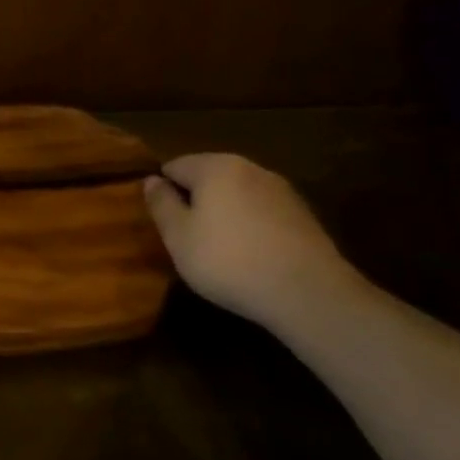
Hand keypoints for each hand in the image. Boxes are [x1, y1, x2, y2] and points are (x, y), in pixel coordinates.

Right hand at [143, 154, 367, 330]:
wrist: (309, 293)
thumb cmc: (229, 261)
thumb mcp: (178, 236)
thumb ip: (161, 204)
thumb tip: (151, 180)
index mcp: (215, 166)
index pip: (174, 166)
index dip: (163, 191)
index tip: (163, 222)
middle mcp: (249, 168)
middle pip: (208, 177)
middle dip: (195, 200)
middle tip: (187, 237)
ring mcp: (281, 190)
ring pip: (237, 194)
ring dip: (224, 213)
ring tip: (219, 249)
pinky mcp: (303, 215)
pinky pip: (262, 212)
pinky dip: (250, 226)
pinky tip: (251, 256)